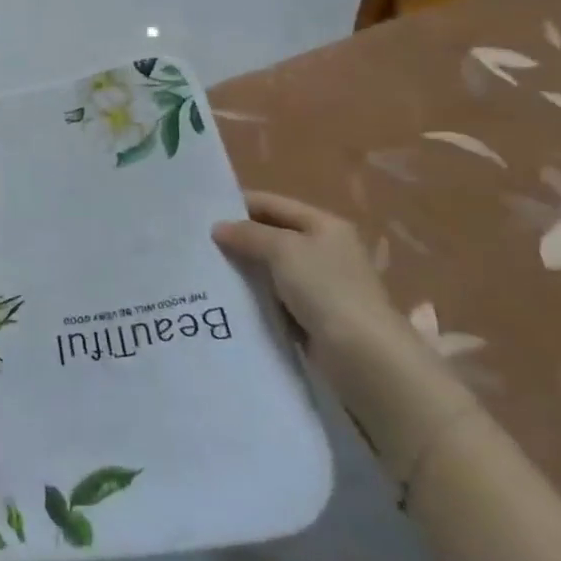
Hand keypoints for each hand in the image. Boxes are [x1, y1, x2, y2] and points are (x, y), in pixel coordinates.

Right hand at [213, 191, 474, 480]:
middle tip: (197, 243)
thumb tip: (218, 228)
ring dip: (244, 270)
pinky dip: (254, 297)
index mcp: (324, 225)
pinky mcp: (312, 316)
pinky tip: (227, 299)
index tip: (201, 214)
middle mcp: (324, 250)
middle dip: (238, 239)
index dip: (238, 205)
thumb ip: (248, 234)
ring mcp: (320, 285)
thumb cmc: (326, 289)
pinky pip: (275, 297)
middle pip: (272, 235)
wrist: (364, 355)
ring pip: (271, 268)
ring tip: (204, 270)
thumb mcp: (283, 250)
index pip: (272, 204)